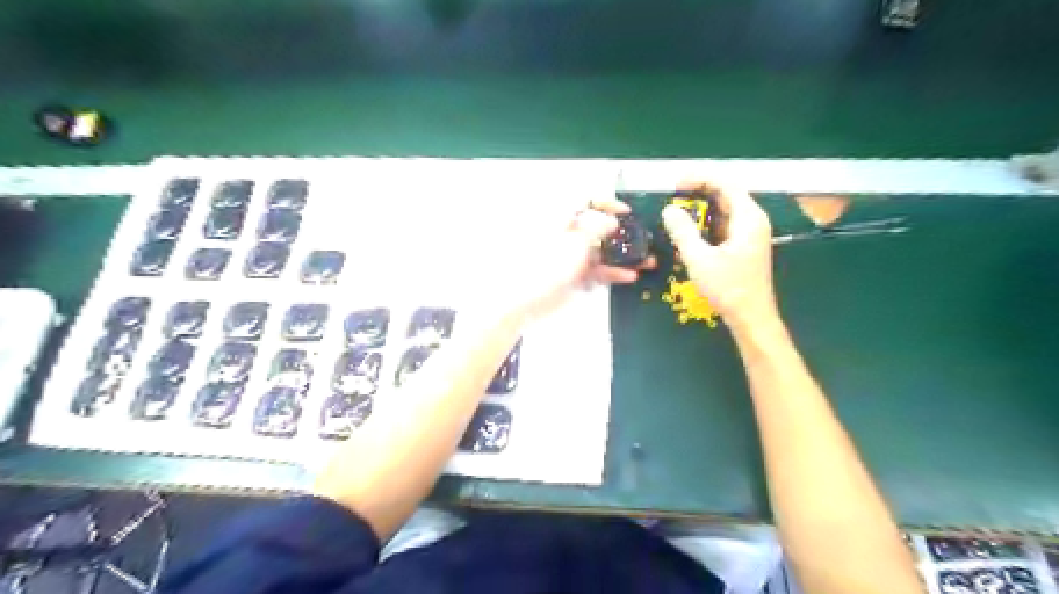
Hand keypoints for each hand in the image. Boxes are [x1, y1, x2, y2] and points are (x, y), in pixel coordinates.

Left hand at [506, 197, 649, 319]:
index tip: (627, 212)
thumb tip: (612, 220)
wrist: (523, 301)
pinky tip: (630, 276)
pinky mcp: (574, 277)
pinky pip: (597, 271)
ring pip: (602, 251)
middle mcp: (568, 234)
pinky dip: (613, 272)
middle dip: (623, 233)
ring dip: (624, 256)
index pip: (586, 199)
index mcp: (563, 218)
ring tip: (647, 261)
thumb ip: (598, 227)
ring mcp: (571, 256)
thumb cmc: (547, 264)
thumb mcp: (576, 241)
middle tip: (643, 239)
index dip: (608, 202)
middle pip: (599, 227)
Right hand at [659, 179, 775, 331]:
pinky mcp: (745, 245)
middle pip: (727, 194)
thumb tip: (669, 210)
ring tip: (678, 211)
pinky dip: (707, 222)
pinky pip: (725, 224)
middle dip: (700, 191)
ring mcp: (751, 233)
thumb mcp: (700, 259)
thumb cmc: (728, 288)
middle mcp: (753, 220)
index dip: (700, 179)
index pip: (726, 184)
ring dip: (702, 207)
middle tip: (674, 195)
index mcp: (748, 218)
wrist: (751, 317)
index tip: (676, 184)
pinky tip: (691, 231)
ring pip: (725, 209)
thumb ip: (683, 232)